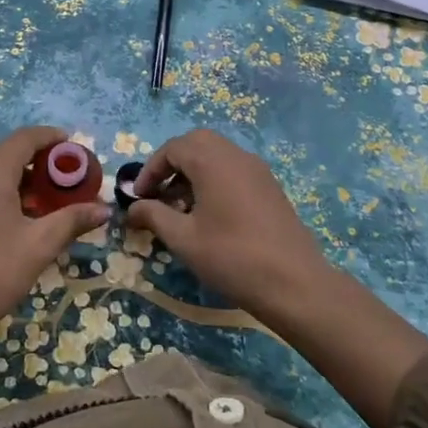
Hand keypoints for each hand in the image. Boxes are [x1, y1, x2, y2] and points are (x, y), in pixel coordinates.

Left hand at [0, 126, 109, 402]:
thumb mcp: (39, 246)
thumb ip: (72, 220)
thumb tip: (103, 209)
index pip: (25, 138)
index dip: (50, 137)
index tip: (71, 147)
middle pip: (3, 151)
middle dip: (32, 160)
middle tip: (55, 182)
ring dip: (9, 176)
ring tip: (30, 203)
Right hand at [126, 129, 333, 333]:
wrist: (294, 283)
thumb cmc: (232, 257)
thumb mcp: (183, 239)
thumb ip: (154, 216)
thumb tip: (132, 208)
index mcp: (212, 161)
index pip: (172, 148)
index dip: (150, 170)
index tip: (138, 198)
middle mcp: (236, 155)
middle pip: (196, 144)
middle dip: (172, 165)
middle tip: (158, 194)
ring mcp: (257, 170)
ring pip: (217, 156)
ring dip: (193, 173)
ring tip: (180, 208)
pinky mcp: (270, 187)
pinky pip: (234, 170)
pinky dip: (214, 180)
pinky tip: (209, 215)